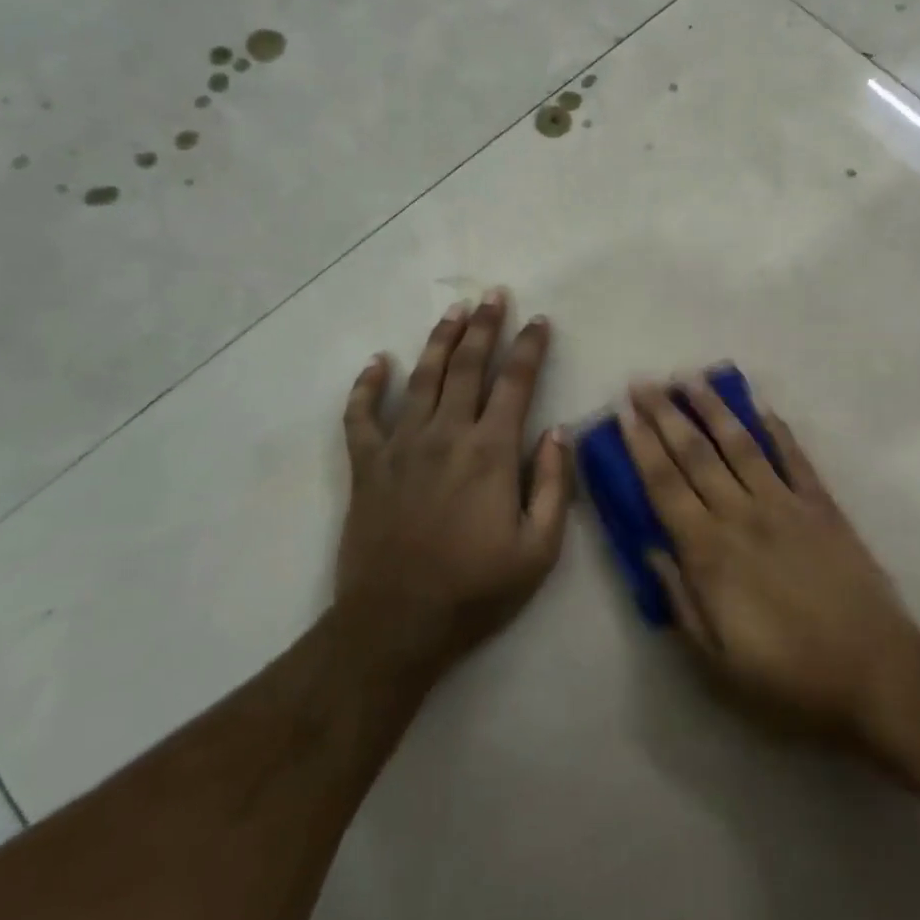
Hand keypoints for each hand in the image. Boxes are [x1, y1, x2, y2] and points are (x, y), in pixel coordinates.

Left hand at [334, 290, 570, 687]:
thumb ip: (554, 485)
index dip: (529, 348)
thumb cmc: (475, 590)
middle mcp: (446, 435)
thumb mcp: (539, 550)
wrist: (395, 625)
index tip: (539, 321)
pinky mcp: (367, 466)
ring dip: (439, 340)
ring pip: (422, 378)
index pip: (515, 383)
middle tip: (494, 295)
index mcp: (491, 452)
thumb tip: (558, 431)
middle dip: (485, 327)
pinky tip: (376, 362)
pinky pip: (361, 416)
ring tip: (454, 311)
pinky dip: (366, 387)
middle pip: (468, 366)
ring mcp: (401, 446)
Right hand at [622, 378, 919, 745]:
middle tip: (644, 382)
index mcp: (710, 553)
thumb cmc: (790, 680)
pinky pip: (795, 457)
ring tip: (691, 378)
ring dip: (713, 408)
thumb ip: (680, 602)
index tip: (624, 413)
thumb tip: (650, 551)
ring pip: (741, 444)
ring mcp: (785, 504)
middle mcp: (741, 515)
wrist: (876, 674)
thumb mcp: (717, 665)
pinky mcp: (822, 505)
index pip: (665, 486)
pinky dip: (777, 429)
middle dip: (665, 414)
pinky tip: (761, 406)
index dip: (641, 446)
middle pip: (695, 454)